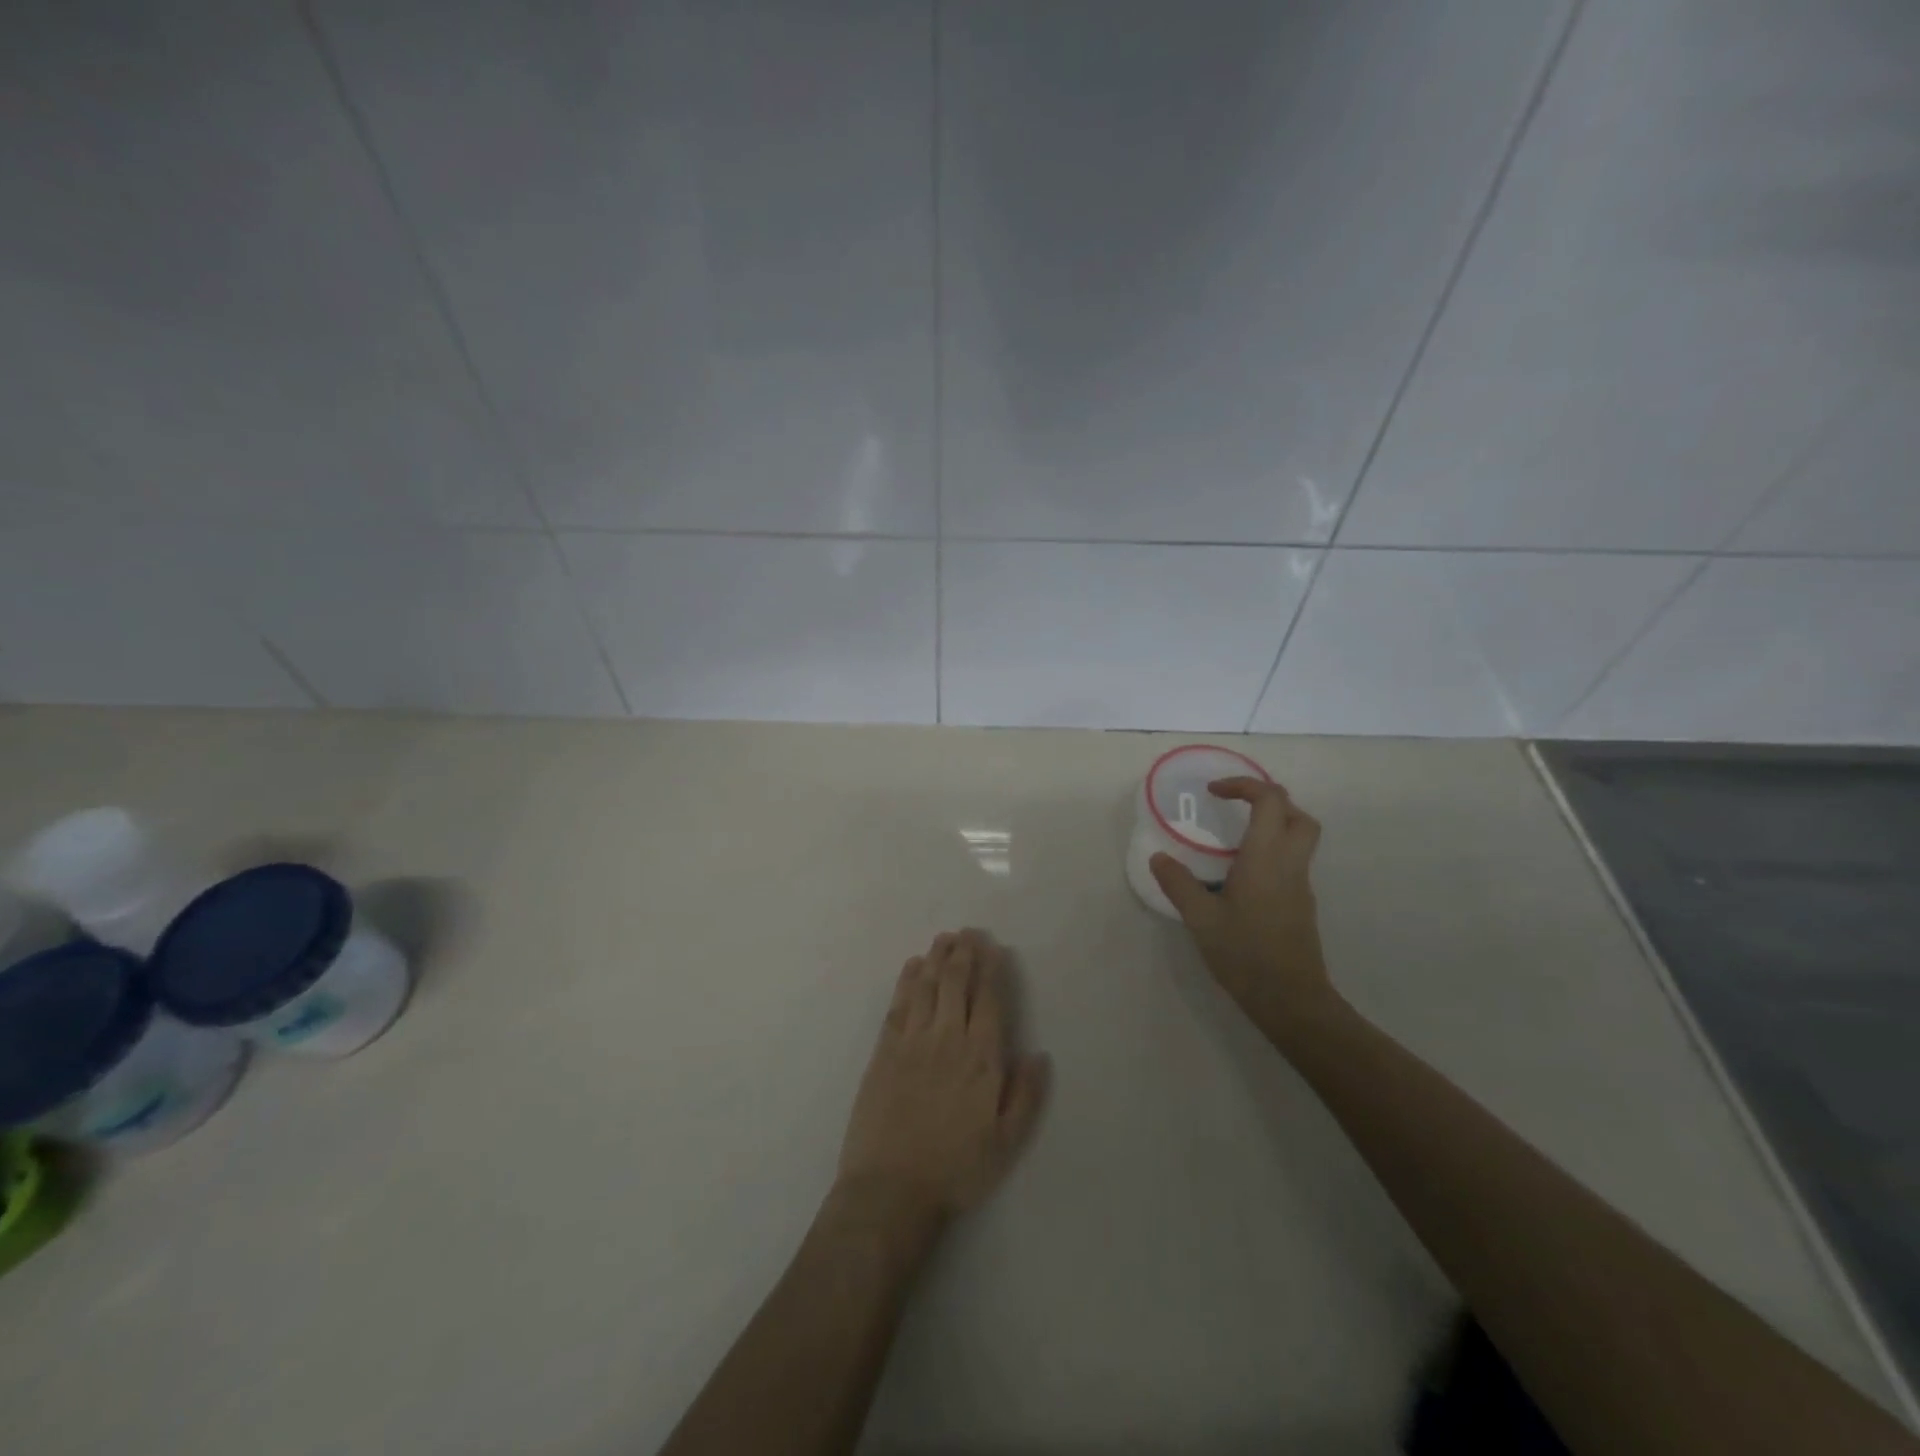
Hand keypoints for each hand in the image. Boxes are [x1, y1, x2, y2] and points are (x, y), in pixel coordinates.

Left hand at [835, 929, 1049, 1230]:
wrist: (891, 1189)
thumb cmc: (956, 1169)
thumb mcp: (1006, 1144)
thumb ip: (1026, 1096)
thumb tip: (1039, 1054)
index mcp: (981, 1059)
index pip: (989, 1000)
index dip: (992, 970)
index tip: (995, 947)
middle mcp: (947, 1039)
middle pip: (956, 983)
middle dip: (965, 953)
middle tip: (969, 932)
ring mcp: (912, 1042)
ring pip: (927, 986)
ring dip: (937, 958)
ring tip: (945, 938)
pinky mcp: (884, 1050)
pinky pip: (898, 1005)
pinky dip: (907, 981)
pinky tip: (913, 967)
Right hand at [1150, 777, 1341, 1043]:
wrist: (1292, 1000)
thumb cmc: (1245, 954)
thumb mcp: (1201, 919)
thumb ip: (1179, 884)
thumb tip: (1159, 858)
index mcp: (1266, 858)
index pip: (1269, 800)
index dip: (1244, 785)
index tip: (1214, 792)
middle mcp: (1290, 863)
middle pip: (1297, 814)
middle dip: (1268, 800)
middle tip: (1235, 808)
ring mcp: (1300, 885)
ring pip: (1300, 838)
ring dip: (1273, 824)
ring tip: (1235, 838)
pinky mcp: (1301, 904)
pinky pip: (1293, 861)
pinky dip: (1272, 851)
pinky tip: (1242, 875)